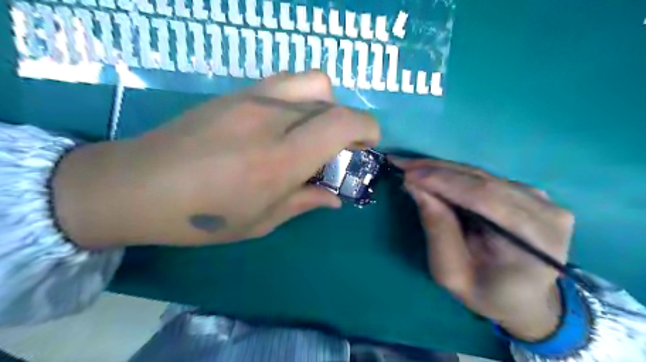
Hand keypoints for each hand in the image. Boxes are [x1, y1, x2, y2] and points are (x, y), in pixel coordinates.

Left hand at [55, 72, 379, 248]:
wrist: (136, 185)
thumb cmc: (201, 216)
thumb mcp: (261, 221)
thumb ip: (305, 202)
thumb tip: (335, 197)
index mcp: (281, 159)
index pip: (342, 123)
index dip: (367, 129)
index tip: (368, 145)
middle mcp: (271, 119)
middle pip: (332, 101)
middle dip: (348, 124)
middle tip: (339, 149)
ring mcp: (252, 98)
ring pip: (312, 82)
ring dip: (326, 105)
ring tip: (314, 130)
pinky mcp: (236, 92)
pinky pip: (286, 81)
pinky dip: (302, 96)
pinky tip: (286, 121)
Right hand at [394, 158, 575, 340]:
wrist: (523, 299)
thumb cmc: (486, 293)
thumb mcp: (451, 272)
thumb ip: (437, 229)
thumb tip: (415, 187)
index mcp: (535, 241)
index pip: (485, 198)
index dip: (443, 182)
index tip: (407, 173)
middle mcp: (546, 212)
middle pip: (483, 180)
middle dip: (436, 170)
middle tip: (402, 163)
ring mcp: (542, 199)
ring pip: (482, 175)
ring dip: (442, 170)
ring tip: (412, 167)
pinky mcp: (530, 193)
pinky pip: (485, 178)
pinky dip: (455, 176)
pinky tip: (433, 175)